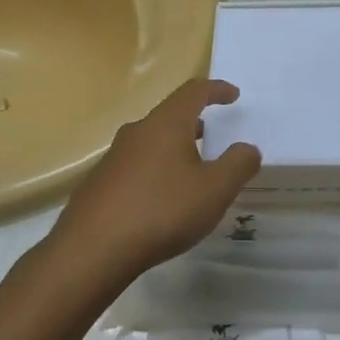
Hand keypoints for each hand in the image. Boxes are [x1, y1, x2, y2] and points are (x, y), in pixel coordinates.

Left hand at [49, 78, 259, 287]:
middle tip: (213, 135)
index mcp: (166, 124)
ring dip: (174, 148)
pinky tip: (162, 199)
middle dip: (194, 122)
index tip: (233, 95)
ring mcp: (113, 157)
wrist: (92, 250)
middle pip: (170, 116)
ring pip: (151, 142)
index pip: (194, 92)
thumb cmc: (162, 211)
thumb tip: (248, 148)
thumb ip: (238, 164)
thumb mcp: (215, 190)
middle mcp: (137, 132)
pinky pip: (136, 166)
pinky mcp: (99, 183)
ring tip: (191, 170)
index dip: (216, 89)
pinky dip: (156, 170)